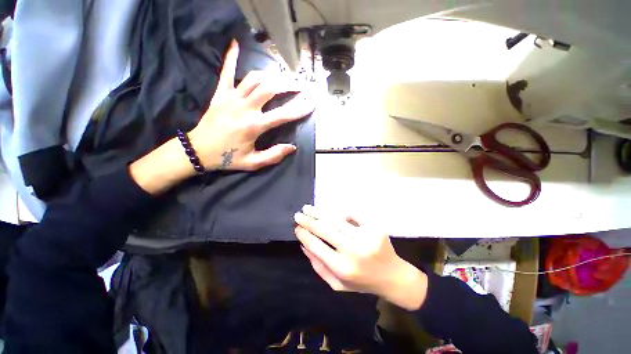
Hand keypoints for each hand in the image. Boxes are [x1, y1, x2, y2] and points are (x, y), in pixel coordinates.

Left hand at [188, 40, 314, 170]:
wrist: (198, 150)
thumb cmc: (227, 157)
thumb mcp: (253, 163)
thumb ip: (273, 156)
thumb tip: (291, 147)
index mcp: (254, 126)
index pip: (283, 115)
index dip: (300, 108)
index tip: (312, 103)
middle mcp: (245, 108)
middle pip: (271, 88)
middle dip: (290, 85)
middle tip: (302, 84)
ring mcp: (231, 98)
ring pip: (254, 78)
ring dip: (272, 75)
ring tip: (284, 76)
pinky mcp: (220, 94)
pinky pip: (226, 72)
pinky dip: (231, 57)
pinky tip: (235, 43)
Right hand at [294, 205, 428, 310]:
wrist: (393, 277)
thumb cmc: (362, 282)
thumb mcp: (337, 284)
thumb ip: (318, 266)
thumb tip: (304, 244)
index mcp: (343, 268)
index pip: (316, 246)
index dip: (304, 234)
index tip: (296, 228)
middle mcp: (354, 250)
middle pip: (324, 228)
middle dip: (308, 220)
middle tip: (298, 214)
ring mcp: (366, 236)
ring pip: (336, 218)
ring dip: (319, 211)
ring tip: (308, 208)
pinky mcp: (375, 226)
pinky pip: (352, 213)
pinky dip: (339, 211)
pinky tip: (330, 210)